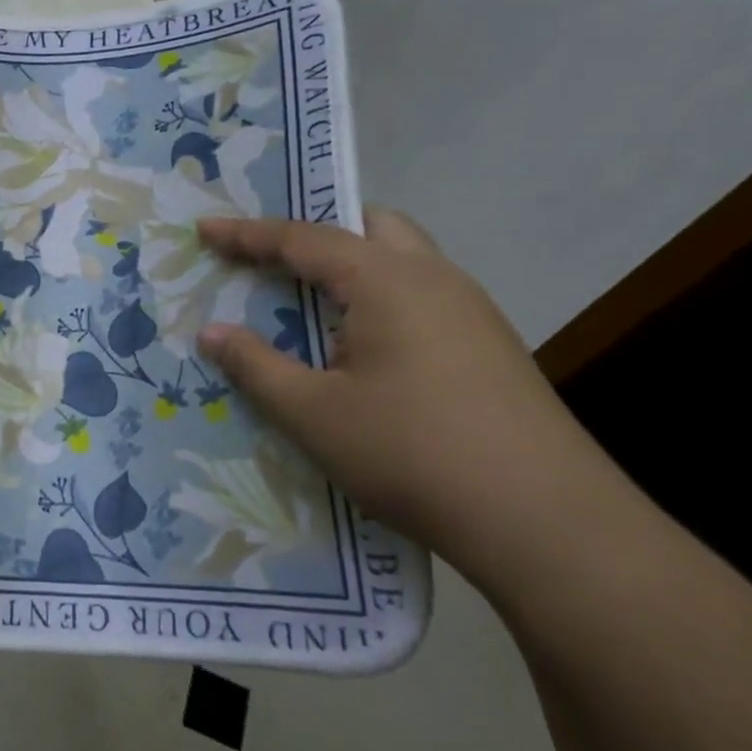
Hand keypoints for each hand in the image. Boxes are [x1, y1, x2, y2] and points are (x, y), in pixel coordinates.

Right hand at [195, 208, 614, 571]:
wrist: (546, 523)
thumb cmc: (411, 453)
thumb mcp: (312, 412)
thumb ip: (255, 365)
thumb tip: (210, 332)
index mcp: (387, 280)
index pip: (303, 238)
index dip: (247, 234)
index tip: (205, 229)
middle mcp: (435, 279)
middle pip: (369, 227)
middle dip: (317, 232)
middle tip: (272, 258)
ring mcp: (472, 312)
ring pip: (402, 261)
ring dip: (352, 267)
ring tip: (310, 303)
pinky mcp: (491, 348)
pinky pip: (421, 297)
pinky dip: (379, 299)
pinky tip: (363, 348)